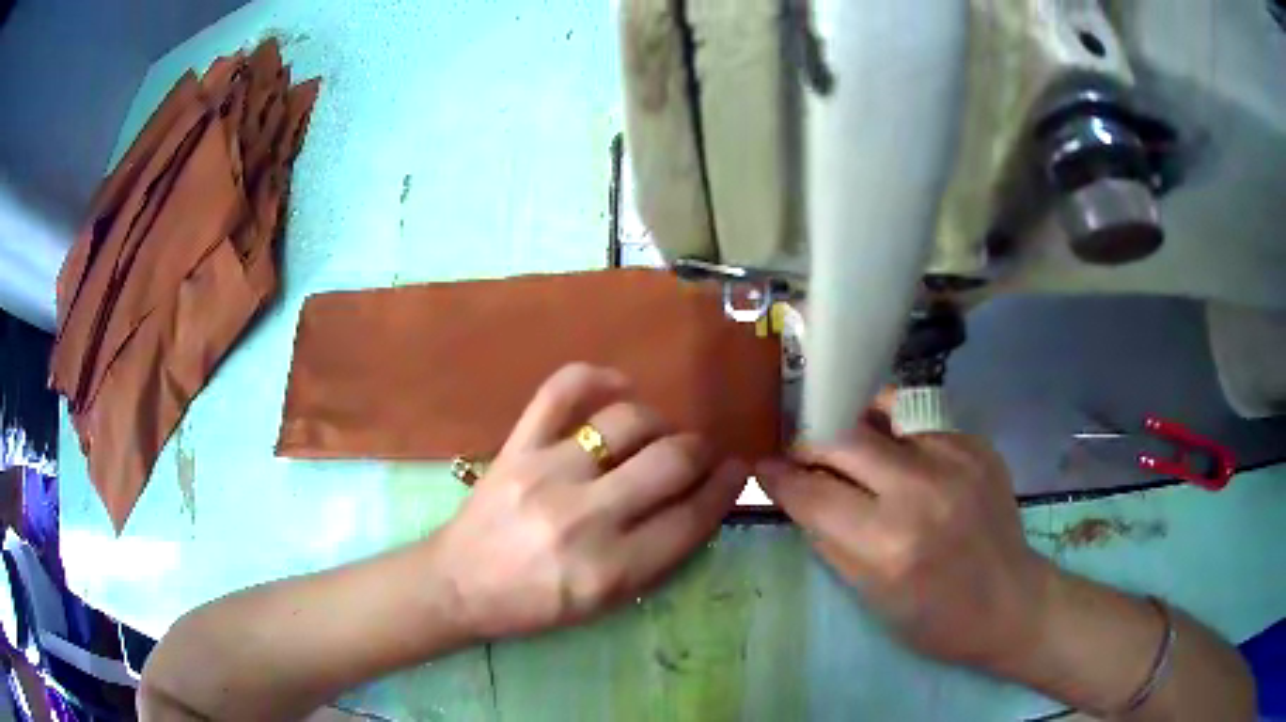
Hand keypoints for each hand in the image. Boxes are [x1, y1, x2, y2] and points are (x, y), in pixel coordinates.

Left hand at [429, 363, 745, 640]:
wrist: (459, 584)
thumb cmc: (535, 605)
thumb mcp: (605, 603)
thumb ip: (656, 557)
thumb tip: (700, 500)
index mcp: (611, 571)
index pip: (691, 519)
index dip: (726, 489)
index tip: (737, 471)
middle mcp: (586, 519)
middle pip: (671, 462)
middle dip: (701, 451)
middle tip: (700, 453)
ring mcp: (548, 474)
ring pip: (628, 422)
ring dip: (658, 422)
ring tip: (657, 433)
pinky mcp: (517, 447)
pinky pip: (561, 391)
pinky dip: (597, 377)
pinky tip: (618, 386)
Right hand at [756, 394, 1051, 668]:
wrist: (1012, 602)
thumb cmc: (936, 619)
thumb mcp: (870, 597)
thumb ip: (829, 539)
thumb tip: (798, 495)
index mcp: (889, 542)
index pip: (814, 492)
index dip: (780, 477)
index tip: (764, 467)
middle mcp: (922, 488)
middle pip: (842, 437)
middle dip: (810, 441)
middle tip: (801, 452)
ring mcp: (955, 457)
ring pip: (881, 414)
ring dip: (854, 429)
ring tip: (849, 446)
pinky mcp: (976, 444)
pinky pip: (919, 423)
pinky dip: (898, 438)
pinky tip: (901, 460)